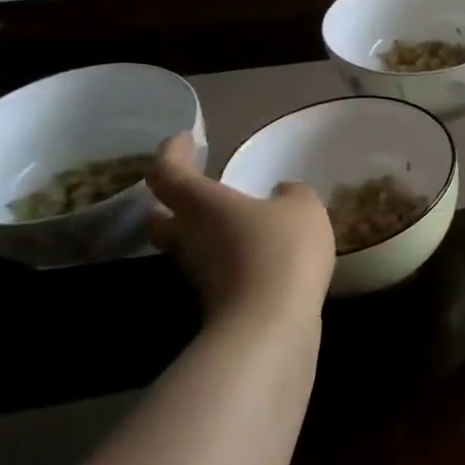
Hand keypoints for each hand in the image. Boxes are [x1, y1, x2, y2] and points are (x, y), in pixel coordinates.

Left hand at [147, 133, 335, 327]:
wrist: (270, 325)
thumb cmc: (281, 251)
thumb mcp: (303, 207)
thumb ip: (291, 194)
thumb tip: (280, 194)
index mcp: (202, 204)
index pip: (168, 172)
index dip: (172, 152)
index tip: (186, 139)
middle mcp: (189, 237)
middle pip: (162, 216)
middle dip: (173, 200)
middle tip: (198, 186)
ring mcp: (199, 272)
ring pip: (188, 243)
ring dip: (204, 230)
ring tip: (239, 220)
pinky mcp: (217, 299)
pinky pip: (216, 267)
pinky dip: (229, 255)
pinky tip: (260, 253)